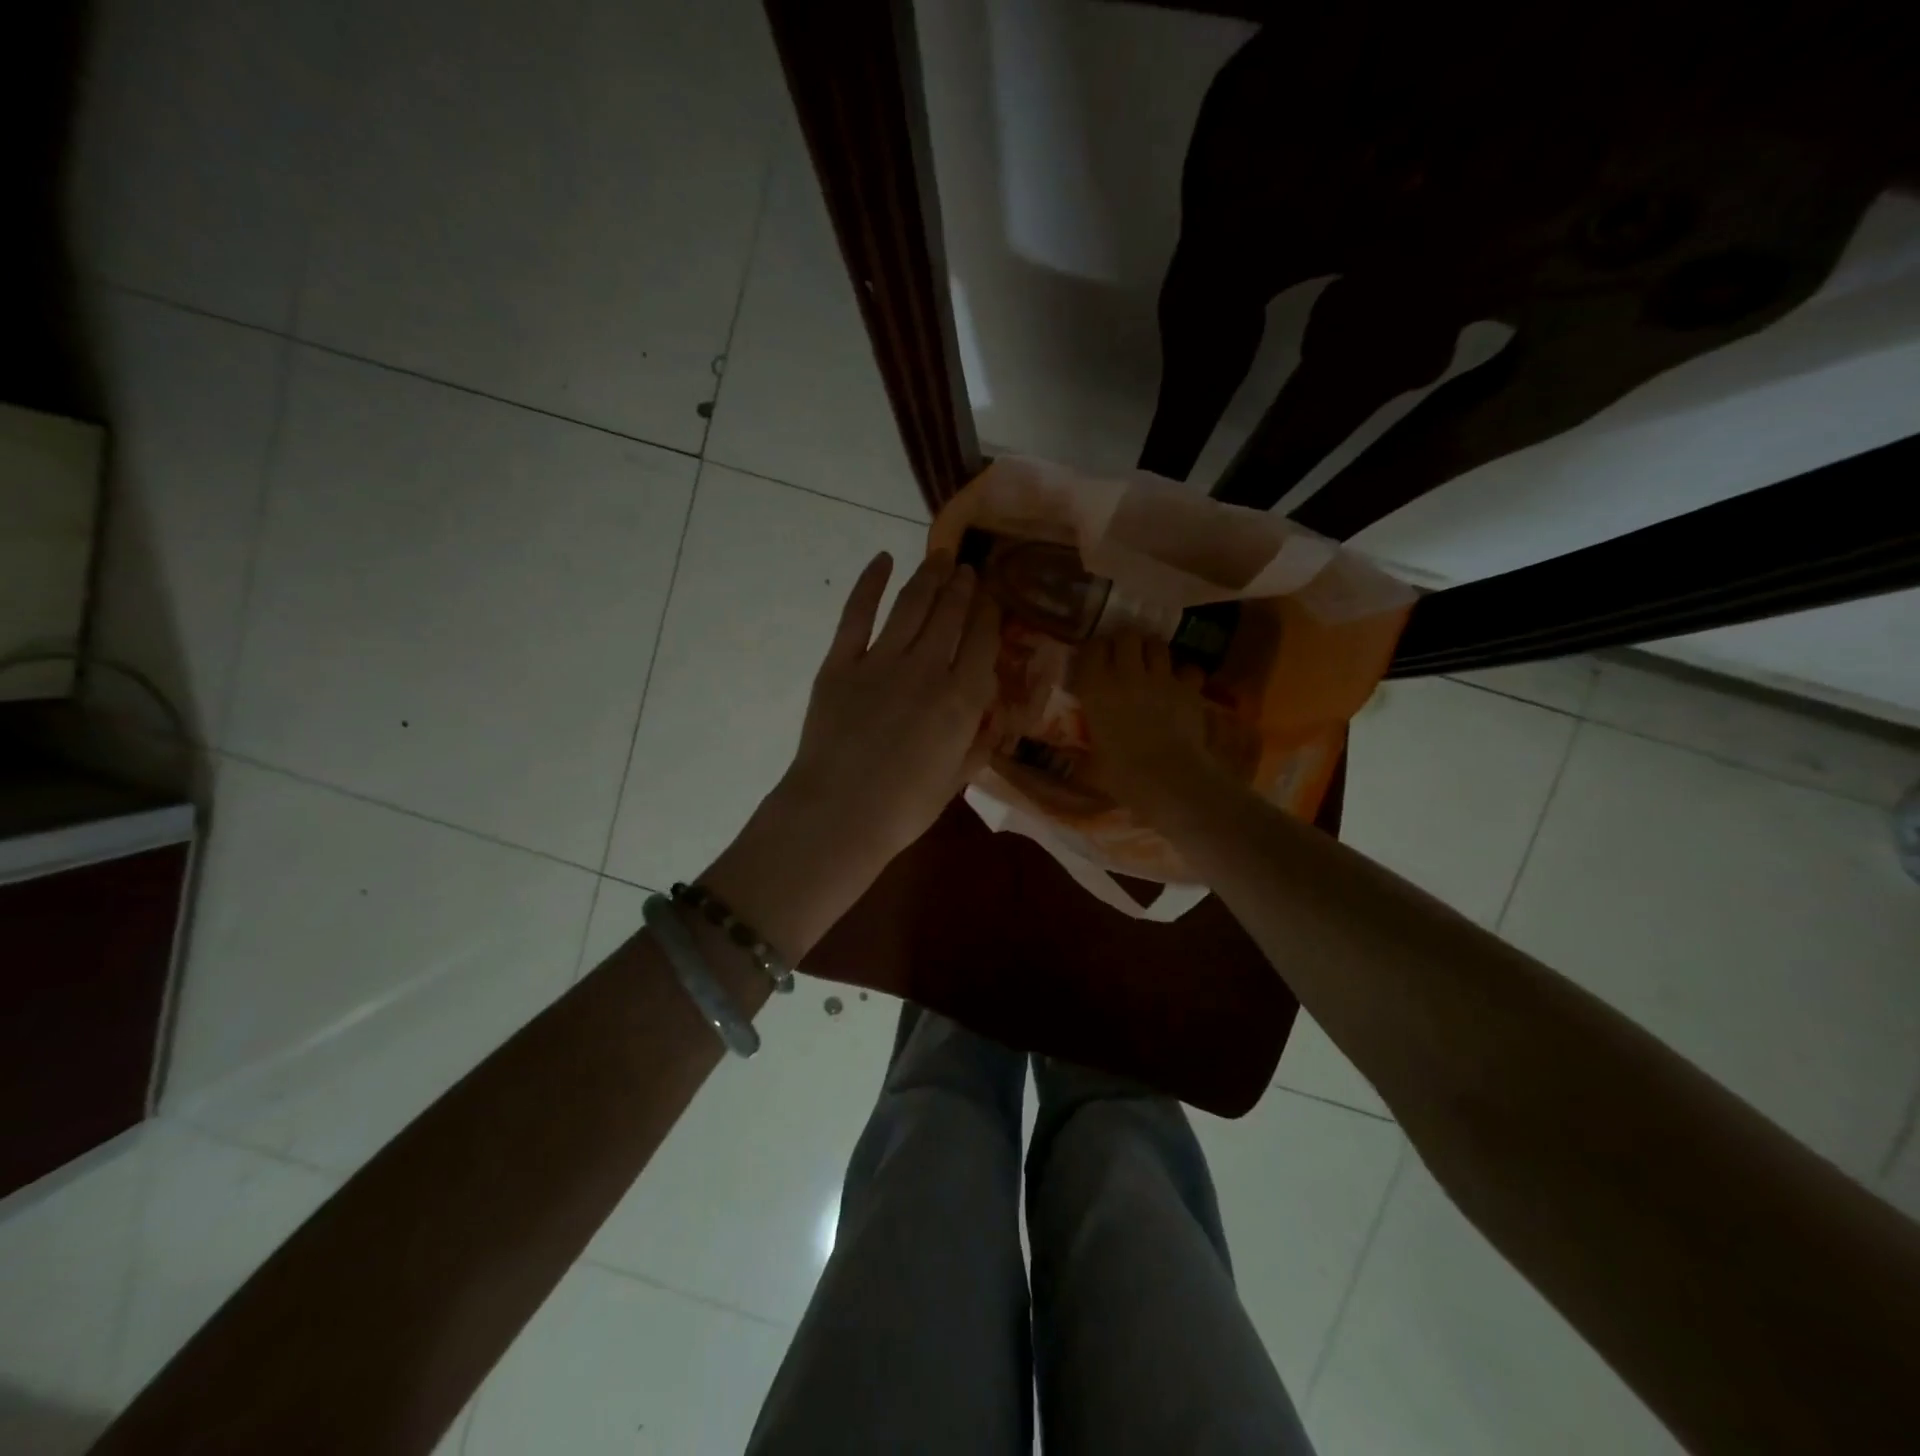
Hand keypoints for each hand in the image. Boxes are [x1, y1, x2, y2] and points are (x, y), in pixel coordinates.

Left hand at [783, 549, 1000, 859]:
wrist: (838, 815)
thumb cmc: (902, 810)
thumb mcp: (954, 782)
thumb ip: (976, 746)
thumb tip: (992, 723)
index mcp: (961, 701)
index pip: (983, 643)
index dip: (989, 614)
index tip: (992, 597)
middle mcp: (928, 670)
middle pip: (951, 616)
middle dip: (962, 587)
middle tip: (967, 568)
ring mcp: (881, 662)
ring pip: (912, 606)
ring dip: (928, 577)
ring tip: (939, 557)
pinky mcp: (840, 663)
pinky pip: (857, 614)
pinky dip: (870, 583)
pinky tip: (883, 560)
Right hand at [1075, 631, 1229, 818]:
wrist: (1168, 779)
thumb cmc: (1121, 775)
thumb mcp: (1092, 760)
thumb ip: (1086, 747)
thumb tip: (1075, 758)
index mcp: (1094, 688)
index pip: (1093, 647)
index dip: (1096, 650)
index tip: (1097, 660)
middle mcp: (1125, 673)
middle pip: (1127, 635)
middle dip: (1126, 642)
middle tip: (1126, 657)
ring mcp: (1160, 677)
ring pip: (1158, 644)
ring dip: (1154, 652)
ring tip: (1153, 666)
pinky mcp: (1189, 688)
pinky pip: (1189, 668)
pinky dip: (1186, 674)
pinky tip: (1182, 686)